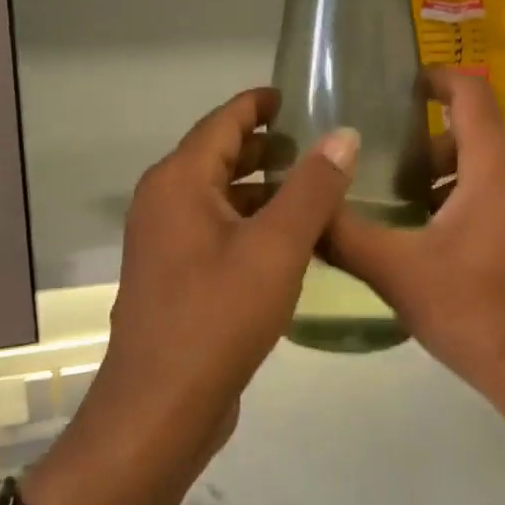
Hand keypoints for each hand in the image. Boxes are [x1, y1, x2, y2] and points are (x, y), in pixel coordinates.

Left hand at [24, 89, 358, 504]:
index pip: (224, 121)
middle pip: (221, 155)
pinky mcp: (178, 276)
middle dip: (269, 147)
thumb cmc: (217, 317)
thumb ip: (313, 187)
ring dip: (266, 189)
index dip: (261, 103)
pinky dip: (254, 223)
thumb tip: (343, 134)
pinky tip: (295, 241)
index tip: (300, 95)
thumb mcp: (277, 247)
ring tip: (319, 189)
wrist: (161, 409)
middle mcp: (165, 202)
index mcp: (179, 181)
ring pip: (223, 196)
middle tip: (322, 144)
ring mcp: (168, 242)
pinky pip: (220, 231)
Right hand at [327, 69, 504, 414]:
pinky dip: (461, 201)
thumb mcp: (398, 273)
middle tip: (380, 162)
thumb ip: (345, 236)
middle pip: (473, 134)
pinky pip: (496, 199)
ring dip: (441, 176)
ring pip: (484, 170)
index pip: (472, 95)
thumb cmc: (477, 312)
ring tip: (396, 204)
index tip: (400, 84)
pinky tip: (428, 242)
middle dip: (425, 142)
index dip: (437, 77)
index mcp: (494, 169)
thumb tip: (303, 209)